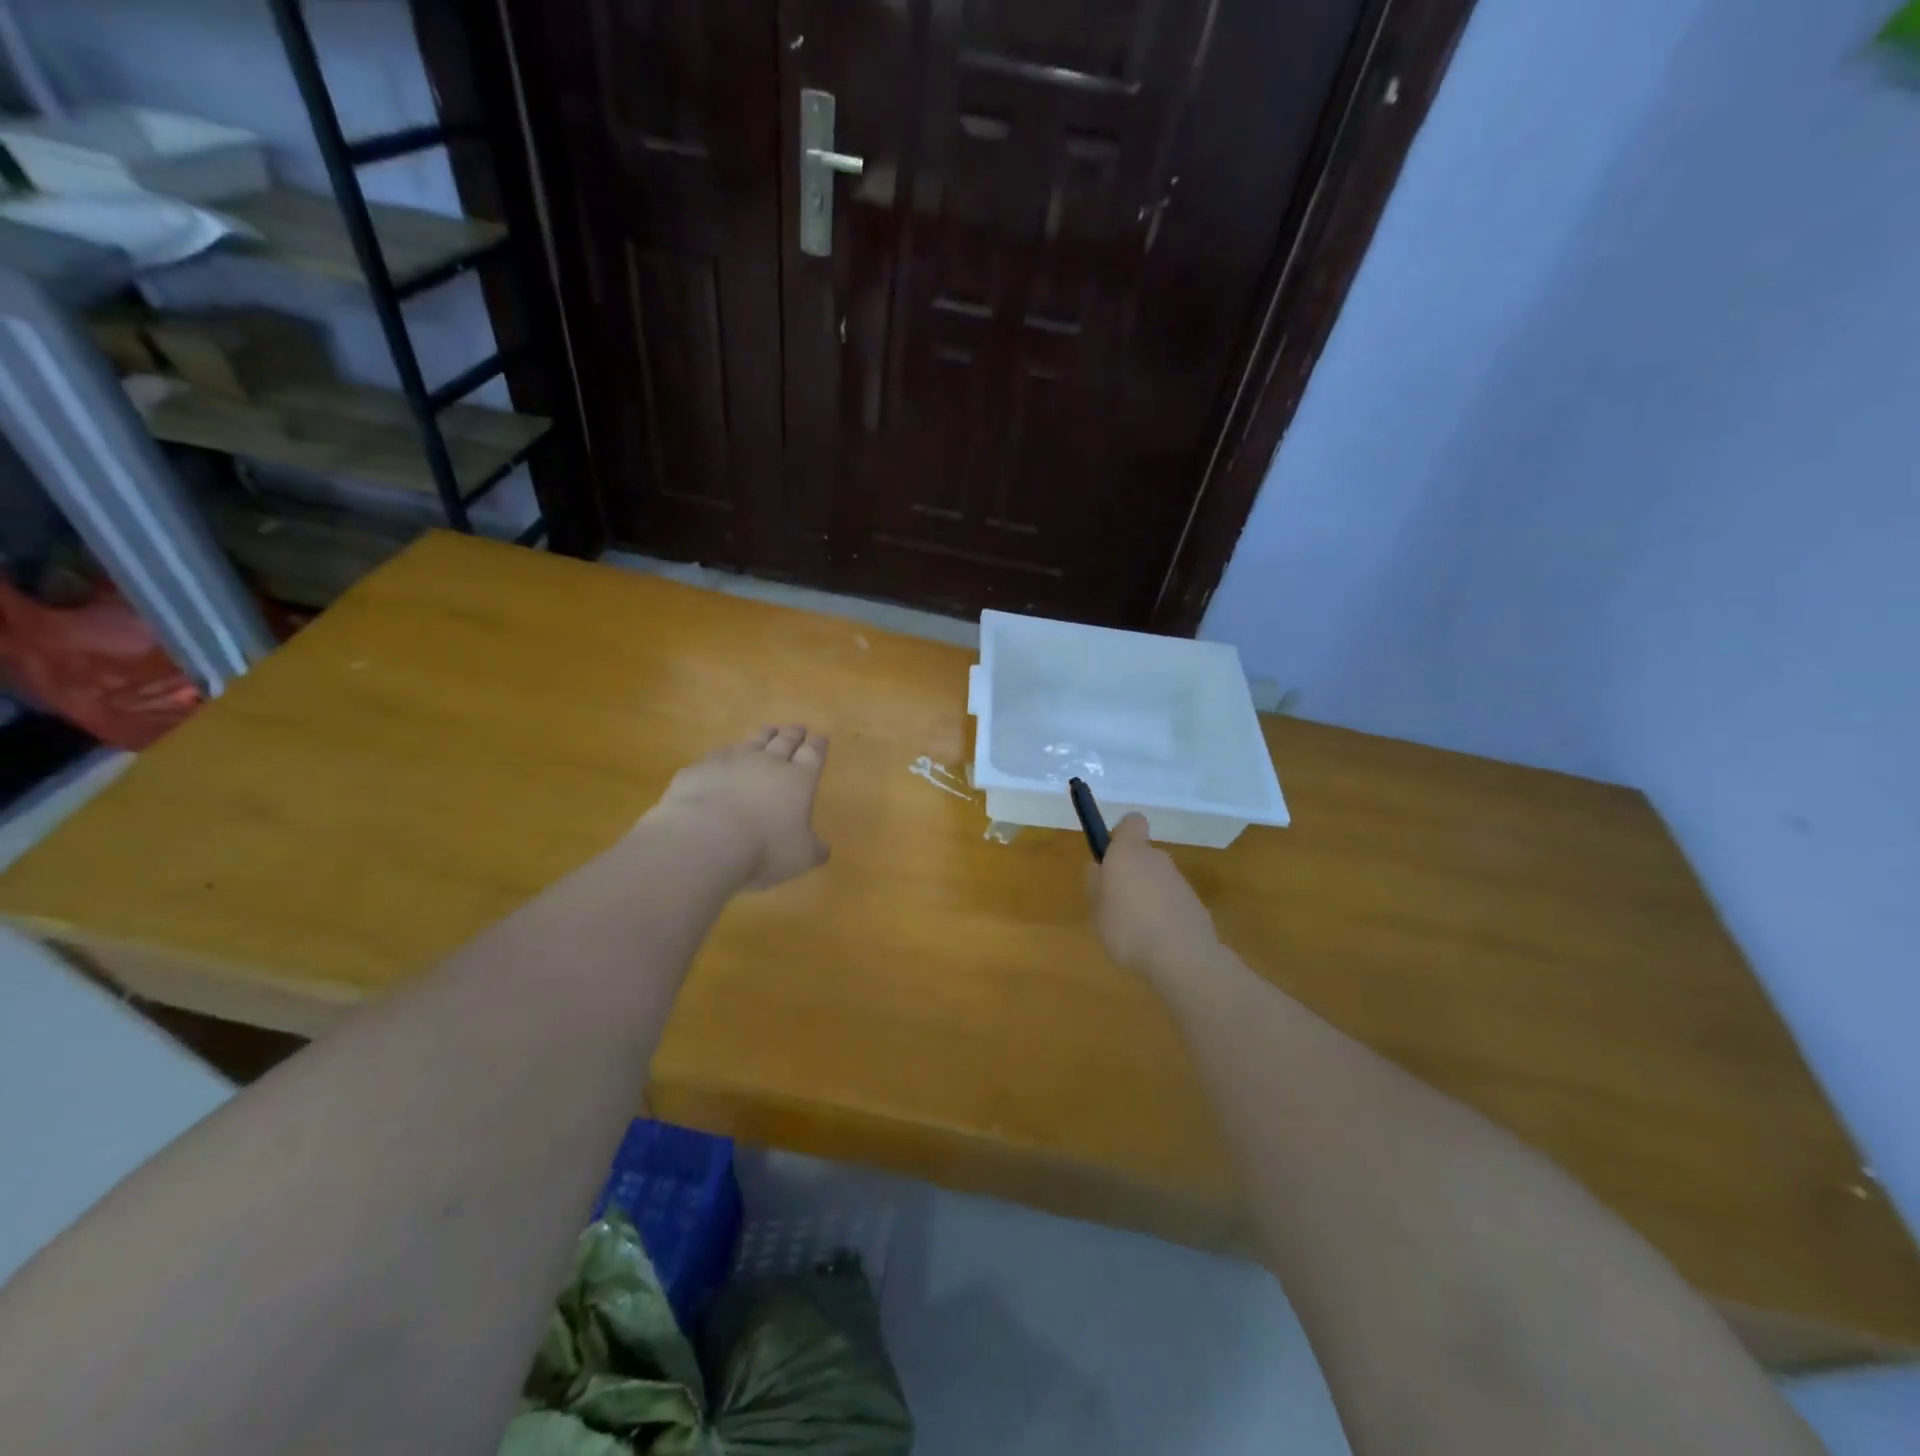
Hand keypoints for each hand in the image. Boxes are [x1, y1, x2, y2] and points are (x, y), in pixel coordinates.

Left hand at [646, 726, 830, 889]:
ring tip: (768, 729)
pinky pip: (718, 755)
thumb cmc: (764, 849)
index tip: (820, 737)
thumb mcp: (801, 858)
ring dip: (763, 735)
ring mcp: (732, 761)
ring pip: (752, 742)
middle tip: (799, 727)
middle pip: (784, 742)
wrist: (705, 838)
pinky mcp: (701, 768)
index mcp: (798, 780)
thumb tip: (822, 848)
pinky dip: (726, 753)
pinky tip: (724, 755)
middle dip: (794, 734)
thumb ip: (814, 849)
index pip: (813, 755)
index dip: (817, 746)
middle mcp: (768, 763)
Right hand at [1086, 813, 1219, 979]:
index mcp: (1128, 853)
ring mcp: (1179, 880)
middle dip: (1130, 872)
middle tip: (1115, 902)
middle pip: (1142, 854)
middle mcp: (1156, 858)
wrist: (1182, 957)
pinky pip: (1171, 899)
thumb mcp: (1097, 911)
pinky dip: (1163, 912)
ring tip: (1135, 928)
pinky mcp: (1195, 902)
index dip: (1122, 833)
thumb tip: (1097, 867)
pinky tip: (1156, 939)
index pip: (1131, 822)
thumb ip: (1095, 886)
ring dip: (1147, 894)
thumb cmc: (1128, 929)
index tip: (1111, 855)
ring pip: (1157, 878)